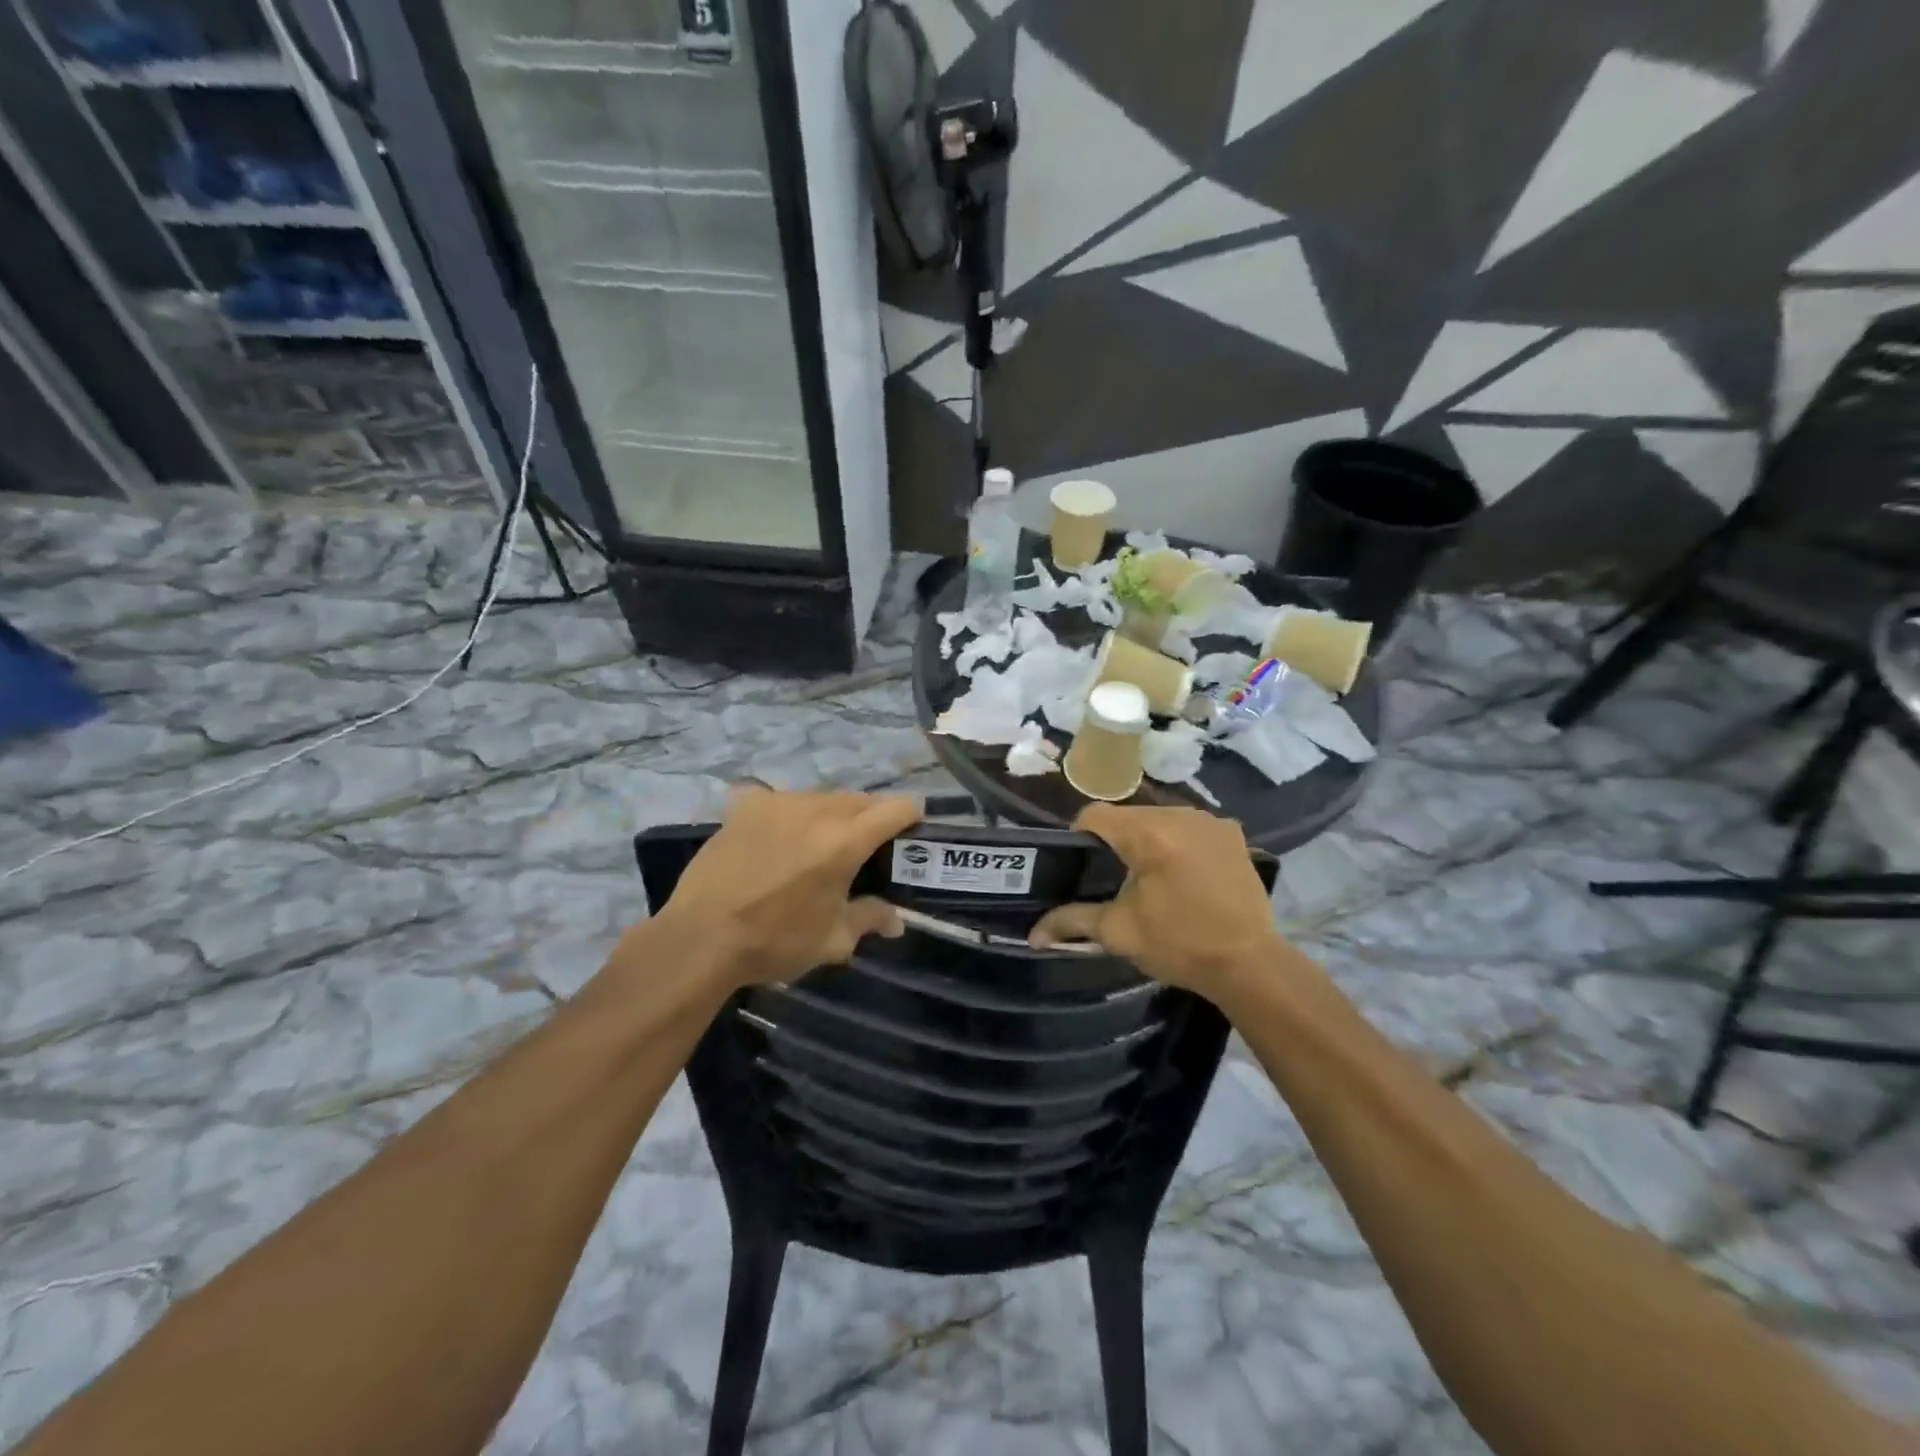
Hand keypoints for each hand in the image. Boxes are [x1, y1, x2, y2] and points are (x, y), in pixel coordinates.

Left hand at [654, 788, 922, 987]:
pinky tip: (776, 834)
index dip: (912, 815)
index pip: (897, 807)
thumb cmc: (775, 941)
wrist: (701, 938)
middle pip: (860, 799)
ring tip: (820, 843)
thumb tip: (896, 921)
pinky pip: (778, 798)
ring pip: (821, 797)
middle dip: (872, 817)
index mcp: (845, 840)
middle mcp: (816, 810)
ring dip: (832, 813)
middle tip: (867, 846)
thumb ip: (869, 919)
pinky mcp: (746, 806)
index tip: (913, 829)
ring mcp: (778, 802)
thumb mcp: (832, 940)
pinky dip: (786, 812)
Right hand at [1029, 804, 1280, 993]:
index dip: (1079, 837)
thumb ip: (1072, 921)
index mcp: (1148, 833)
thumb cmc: (1180, 945)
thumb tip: (1033, 934)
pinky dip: (1179, 843)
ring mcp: (1210, 821)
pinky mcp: (1232, 834)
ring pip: (1160, 819)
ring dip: (1148, 840)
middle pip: (1129, 815)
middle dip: (1116, 841)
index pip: (1095, 815)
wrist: (1251, 964)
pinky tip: (1184, 875)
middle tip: (1113, 879)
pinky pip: (1190, 828)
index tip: (1080, 867)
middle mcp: (1180, 815)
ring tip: (1149, 878)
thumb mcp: (1119, 932)